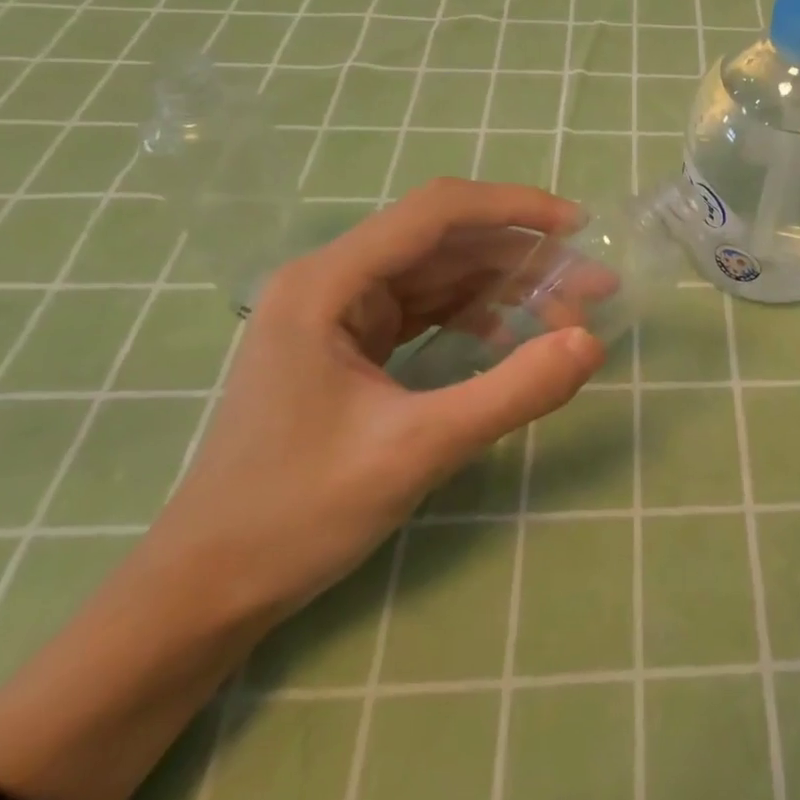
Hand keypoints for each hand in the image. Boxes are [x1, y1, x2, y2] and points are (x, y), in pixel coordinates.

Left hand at [148, 178, 606, 625]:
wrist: (206, 590)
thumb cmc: (296, 514)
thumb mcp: (417, 450)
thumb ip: (512, 392)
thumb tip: (592, 342)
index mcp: (329, 283)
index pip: (437, 212)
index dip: (515, 208)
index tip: (580, 228)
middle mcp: (332, 280)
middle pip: (446, 242)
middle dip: (524, 260)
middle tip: (593, 289)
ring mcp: (339, 312)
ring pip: (442, 274)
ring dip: (506, 288)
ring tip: (567, 316)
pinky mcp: (349, 344)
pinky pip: (427, 309)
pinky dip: (476, 317)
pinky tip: (511, 342)